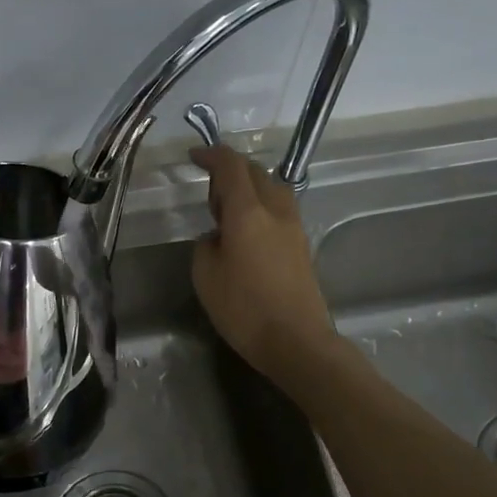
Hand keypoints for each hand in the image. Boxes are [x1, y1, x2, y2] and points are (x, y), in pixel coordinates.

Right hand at [190, 144, 335, 384]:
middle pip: (255, 172)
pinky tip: (247, 234)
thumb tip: (217, 235)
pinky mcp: (301, 245)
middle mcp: (275, 210)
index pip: (231, 166)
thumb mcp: (205, 276)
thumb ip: (206, 245)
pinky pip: (279, 210)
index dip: (211, 155)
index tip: (194, 156)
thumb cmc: (244, 309)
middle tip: (209, 195)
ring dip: (249, 189)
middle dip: (230, 171)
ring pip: (272, 189)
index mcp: (248, 212)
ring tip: (228, 214)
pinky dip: (260, 207)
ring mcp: (294, 227)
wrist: (296, 341)